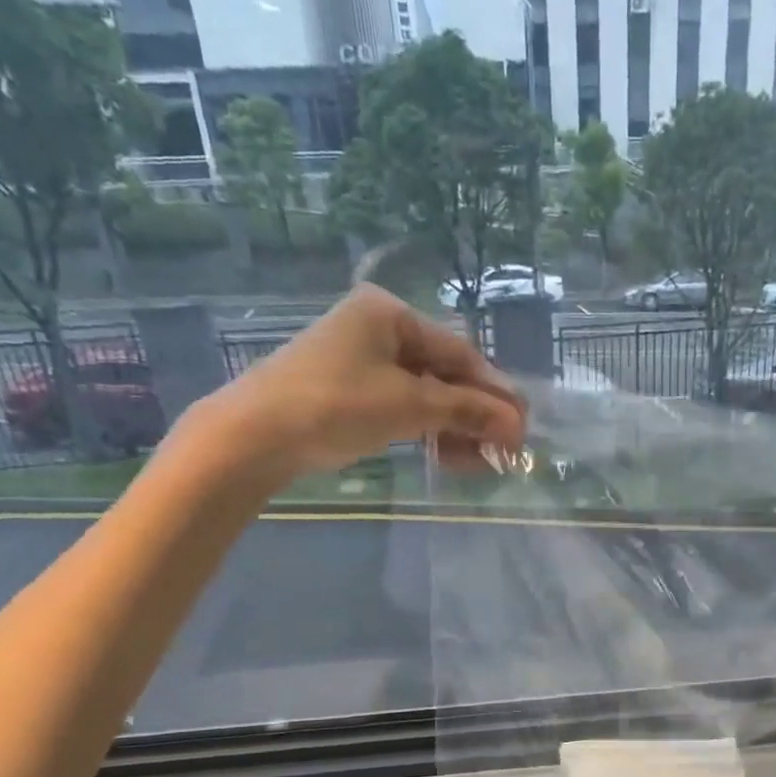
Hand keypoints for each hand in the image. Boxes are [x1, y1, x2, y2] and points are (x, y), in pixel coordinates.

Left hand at [209, 284, 526, 477]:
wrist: (254, 436)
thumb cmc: (335, 405)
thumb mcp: (409, 405)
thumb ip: (466, 410)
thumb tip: (517, 423)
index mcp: (389, 313)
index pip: (458, 353)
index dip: (494, 391)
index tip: (521, 425)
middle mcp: (375, 328)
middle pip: (443, 373)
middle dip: (474, 415)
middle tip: (502, 450)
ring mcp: (358, 360)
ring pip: (423, 394)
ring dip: (453, 428)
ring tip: (476, 463)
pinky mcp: (346, 391)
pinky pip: (400, 407)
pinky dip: (425, 430)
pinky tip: (444, 454)